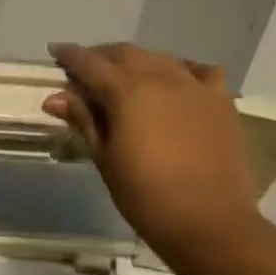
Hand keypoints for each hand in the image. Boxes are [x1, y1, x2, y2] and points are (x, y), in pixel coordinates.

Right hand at [44, 42, 259, 263]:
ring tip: (124, 77)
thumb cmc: (144, 195)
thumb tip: (55, 98)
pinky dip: (180, 70)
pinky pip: (197, 71)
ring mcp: (194, 86)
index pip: (90, 63)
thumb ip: (83, 120)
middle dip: (101, 57)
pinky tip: (174, 83)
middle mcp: (161, 77)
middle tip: (85, 70)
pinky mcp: (220, 100)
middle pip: (125, 54)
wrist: (208, 221)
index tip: (55, 52)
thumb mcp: (104, 158)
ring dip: (136, 62)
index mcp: (126, 90)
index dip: (70, 56)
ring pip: (159, 58)